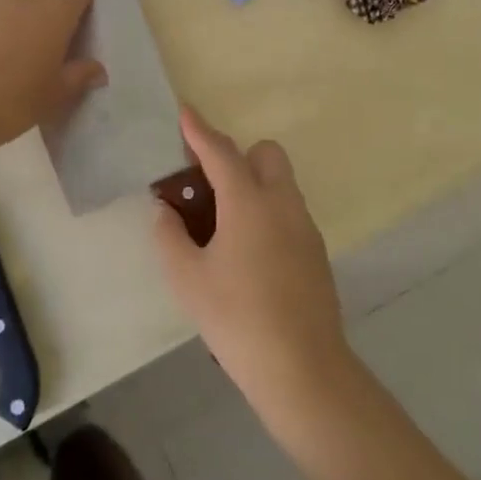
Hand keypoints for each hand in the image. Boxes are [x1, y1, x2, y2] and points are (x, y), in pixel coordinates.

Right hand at [154, 108, 351, 413]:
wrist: (302, 368)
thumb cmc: (237, 319)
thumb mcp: (188, 280)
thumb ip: (170, 237)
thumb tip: (165, 212)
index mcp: (249, 202)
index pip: (221, 152)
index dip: (199, 130)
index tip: (185, 111)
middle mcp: (282, 204)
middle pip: (265, 154)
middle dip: (238, 157)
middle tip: (210, 189)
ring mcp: (305, 227)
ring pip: (280, 184)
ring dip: (254, 185)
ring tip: (224, 227)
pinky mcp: (316, 251)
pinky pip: (288, 212)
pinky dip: (268, 213)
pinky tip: (249, 255)